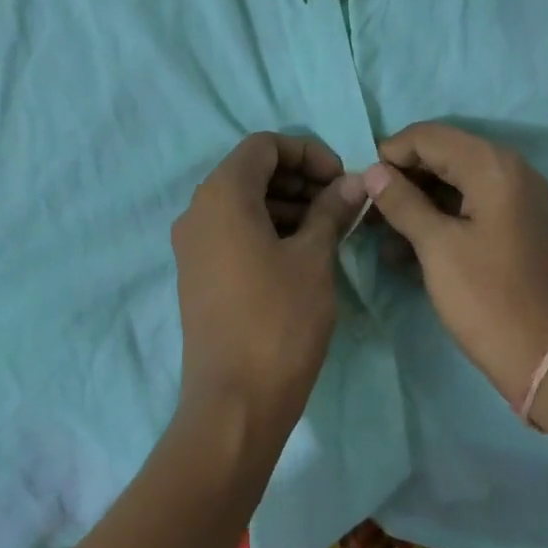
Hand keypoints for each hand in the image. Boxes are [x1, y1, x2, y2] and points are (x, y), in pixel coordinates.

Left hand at [173, 132, 367, 435]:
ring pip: (244, 203)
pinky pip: (234, 232)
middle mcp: (198, 211)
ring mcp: (194, 245)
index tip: (342, 179)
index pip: (264, 146)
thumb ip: (332, 210)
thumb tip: (354, 181)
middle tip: (342, 202)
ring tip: (331, 227)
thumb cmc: (279, 320)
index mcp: (221, 195)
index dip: (307, 152)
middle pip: (252, 171)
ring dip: (288, 204)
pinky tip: (305, 251)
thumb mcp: (314, 258)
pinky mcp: (199, 274)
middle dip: (300, 178)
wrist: (235, 402)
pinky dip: (269, 228)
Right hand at [362, 123, 547, 402]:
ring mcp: (519, 199)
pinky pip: (472, 207)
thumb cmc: (487, 299)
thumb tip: (372, 171)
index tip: (361, 185)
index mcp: (493, 167)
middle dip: (403, 180)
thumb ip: (402, 202)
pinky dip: (441, 219)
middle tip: (368, 212)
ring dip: (418, 203)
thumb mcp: (437, 248)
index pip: (429, 136)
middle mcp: (511, 171)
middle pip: (444, 156)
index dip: (390, 154)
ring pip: (456, 183)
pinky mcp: (519, 226)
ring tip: (382, 237)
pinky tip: (410, 250)